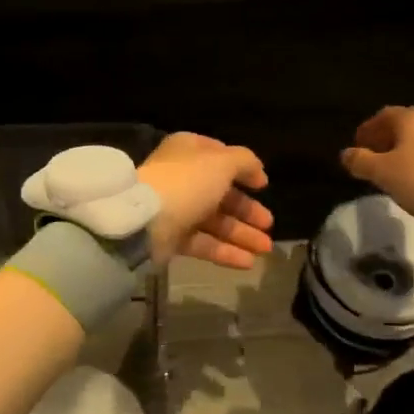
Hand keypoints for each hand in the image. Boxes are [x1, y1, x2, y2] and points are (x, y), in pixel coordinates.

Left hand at [138, 134, 273, 268]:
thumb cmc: (187, 182)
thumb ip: (245, 162)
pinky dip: (226, 252)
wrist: (145, 221)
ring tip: (266, 249)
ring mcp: (176, 208)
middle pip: (221, 193)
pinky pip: (203, 243)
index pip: (220, 157)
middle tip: (269, 224)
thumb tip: (257, 171)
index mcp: (189, 151)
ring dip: (242, 234)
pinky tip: (248, 262)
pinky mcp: (172, 237)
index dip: (243, 170)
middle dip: (247, 210)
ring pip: (215, 221)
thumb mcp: (222, 163)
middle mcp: (182, 177)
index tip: (263, 186)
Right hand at [340, 106, 413, 219]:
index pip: (383, 116)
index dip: (368, 130)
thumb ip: (361, 162)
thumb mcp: (384, 173)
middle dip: (389, 139)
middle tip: (378, 157)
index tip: (359, 146)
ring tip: (401, 168)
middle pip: (405, 125)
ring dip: (410, 148)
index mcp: (410, 117)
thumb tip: (346, 154)